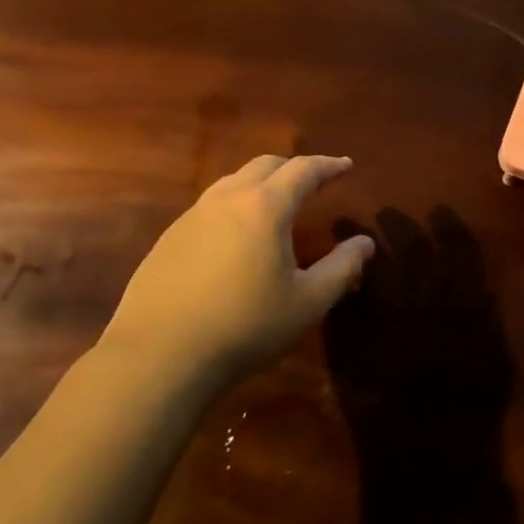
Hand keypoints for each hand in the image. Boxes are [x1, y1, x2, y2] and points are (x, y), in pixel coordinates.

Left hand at [98, 155, 375, 385]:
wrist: (158, 358)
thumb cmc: (245, 327)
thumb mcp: (307, 302)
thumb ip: (342, 267)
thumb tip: (364, 243)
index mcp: (265, 207)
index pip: (303, 170)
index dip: (329, 165)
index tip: (346, 166)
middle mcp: (227, 199)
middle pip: (265, 165)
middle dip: (294, 167)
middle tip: (314, 180)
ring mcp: (192, 217)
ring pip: (233, 182)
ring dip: (261, 183)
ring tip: (276, 203)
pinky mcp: (168, 239)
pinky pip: (210, 206)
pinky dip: (234, 205)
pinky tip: (236, 236)